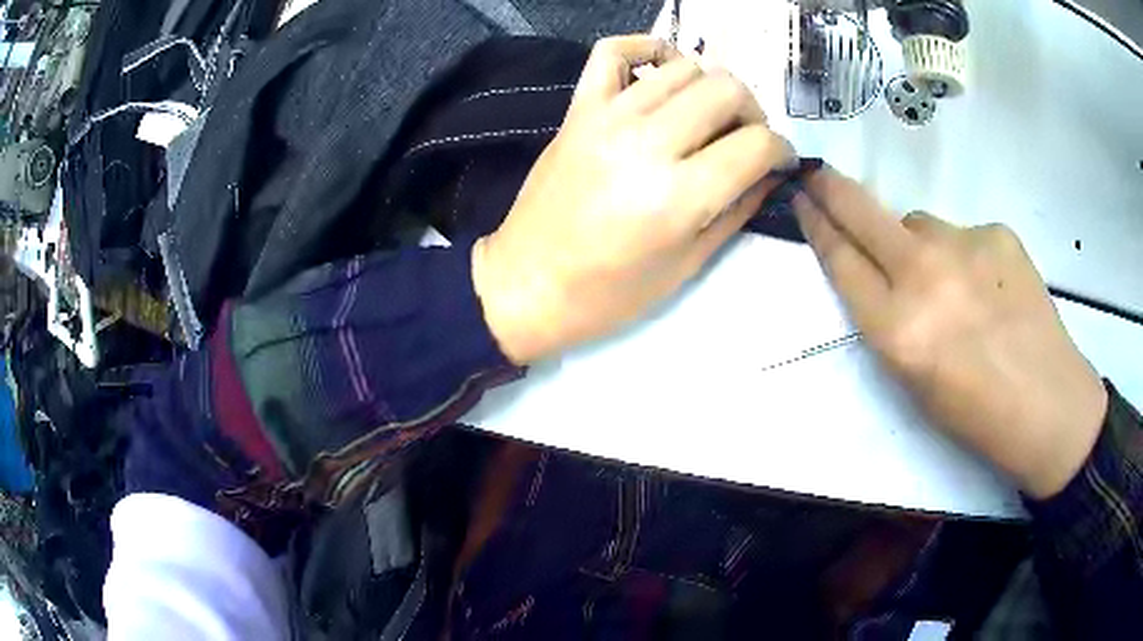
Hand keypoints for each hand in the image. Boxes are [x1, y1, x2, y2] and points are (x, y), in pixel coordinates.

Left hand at [473, 35, 792, 364]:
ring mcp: (607, 117)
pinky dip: (647, 49)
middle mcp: (647, 142)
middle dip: (753, 113)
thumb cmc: (608, 294)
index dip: (781, 151)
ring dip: (710, 87)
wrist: (525, 285)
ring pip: (684, 67)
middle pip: (726, 90)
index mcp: (678, 196)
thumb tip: (772, 173)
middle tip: (745, 140)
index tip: (779, 162)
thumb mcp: (687, 266)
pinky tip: (661, 73)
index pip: (757, 144)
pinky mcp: (578, 108)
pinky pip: (613, 51)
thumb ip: (738, 210)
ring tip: (706, 117)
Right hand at [794, 168, 1107, 498]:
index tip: (802, 199)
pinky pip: (963, 234)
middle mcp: (924, 275)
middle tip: (817, 174)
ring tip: (952, 284)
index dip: (817, 225)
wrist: (1047, 404)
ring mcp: (964, 245)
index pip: (841, 259)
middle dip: (832, 189)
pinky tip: (990, 287)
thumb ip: (890, 318)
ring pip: (919, 223)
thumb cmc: (975, 413)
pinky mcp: (996, 232)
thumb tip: (887, 270)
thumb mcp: (914, 381)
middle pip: (862, 212)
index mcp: (897, 329)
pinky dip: (965, 254)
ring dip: (917, 242)